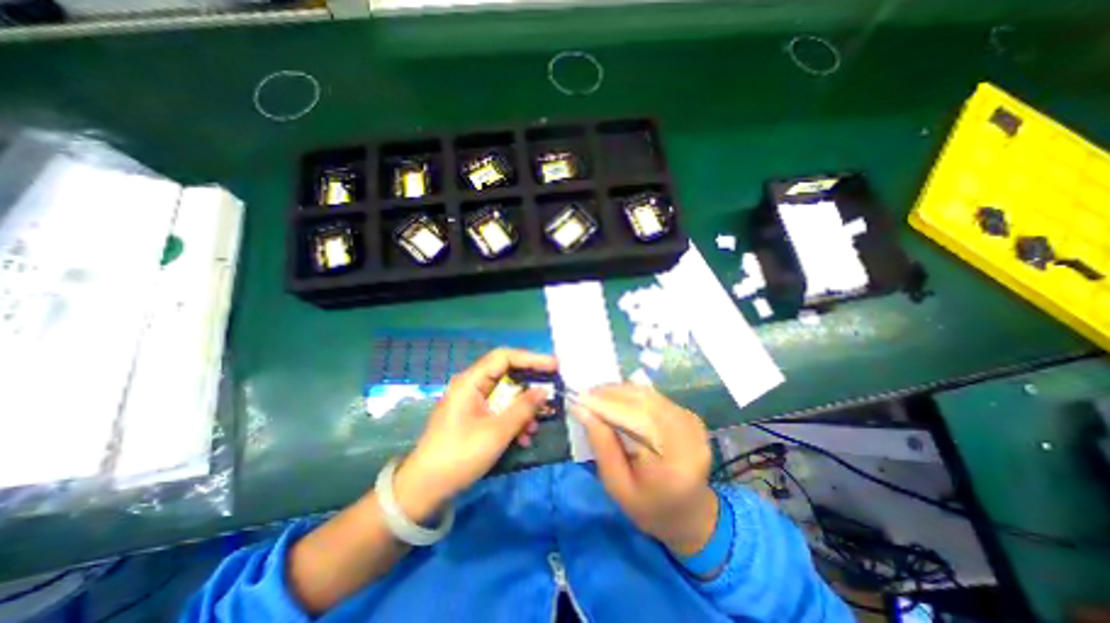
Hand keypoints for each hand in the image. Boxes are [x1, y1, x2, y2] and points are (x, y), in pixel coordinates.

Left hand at [394, 349, 558, 523]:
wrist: (425, 489)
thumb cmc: (459, 456)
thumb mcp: (497, 432)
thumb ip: (523, 408)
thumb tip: (544, 390)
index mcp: (471, 381)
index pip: (505, 357)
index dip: (532, 358)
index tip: (554, 366)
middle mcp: (472, 385)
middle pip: (507, 374)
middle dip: (530, 387)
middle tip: (552, 393)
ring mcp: (473, 401)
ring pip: (506, 394)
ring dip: (523, 409)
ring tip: (534, 427)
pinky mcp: (474, 416)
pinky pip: (500, 409)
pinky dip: (514, 420)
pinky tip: (523, 437)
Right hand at [572, 388, 720, 556]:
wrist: (689, 514)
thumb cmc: (650, 508)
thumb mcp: (618, 486)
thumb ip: (602, 447)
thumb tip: (582, 409)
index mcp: (677, 459)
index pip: (638, 419)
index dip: (607, 405)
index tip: (578, 398)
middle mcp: (689, 433)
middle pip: (644, 400)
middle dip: (610, 394)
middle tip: (583, 394)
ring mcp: (691, 421)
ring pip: (648, 394)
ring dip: (619, 392)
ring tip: (594, 395)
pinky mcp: (687, 414)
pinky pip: (653, 397)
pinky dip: (630, 395)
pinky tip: (613, 399)